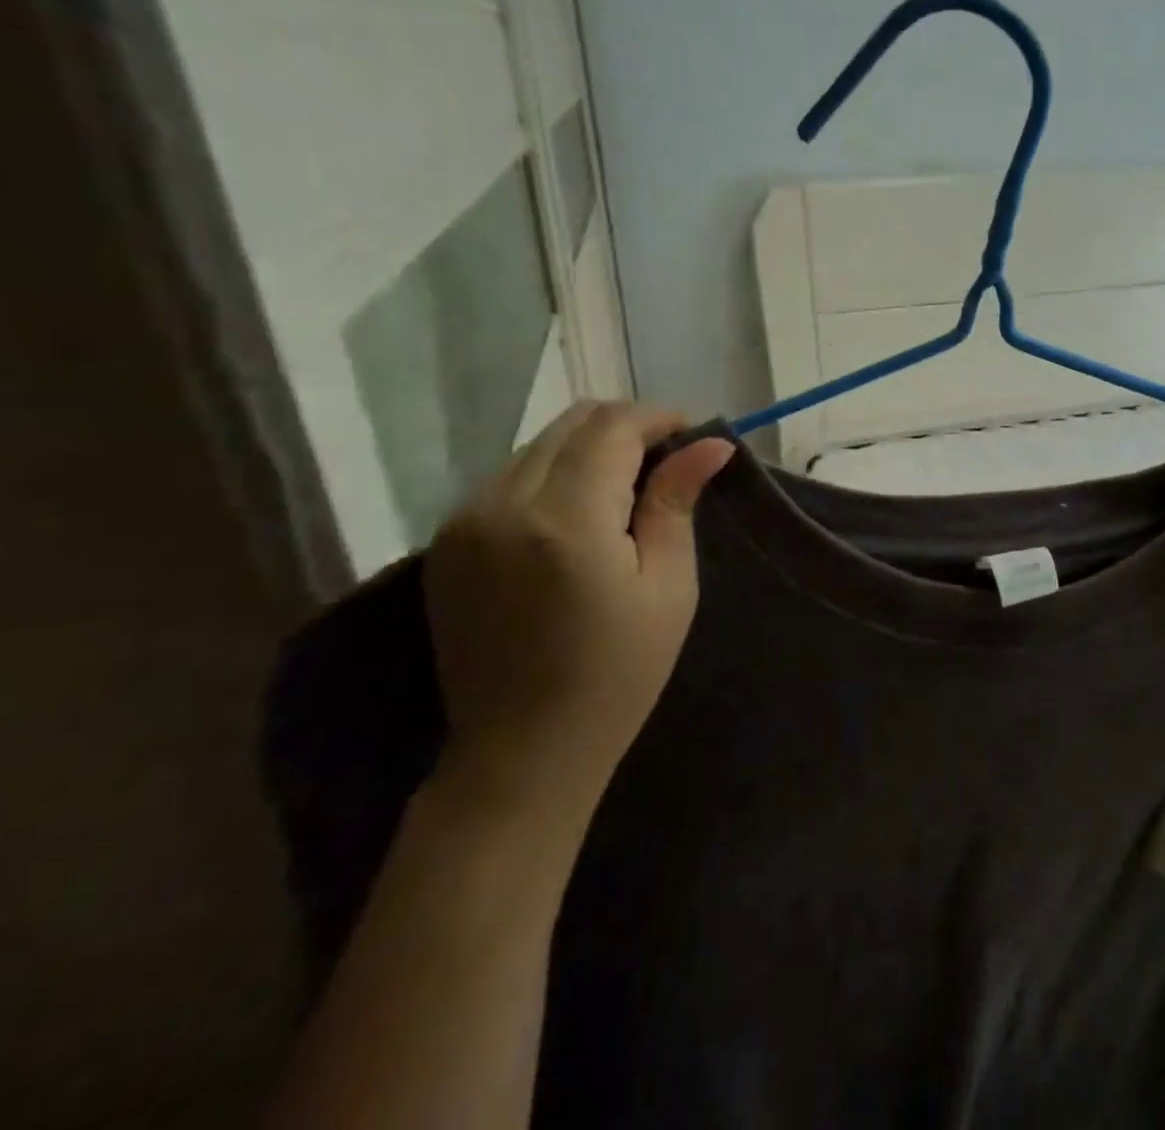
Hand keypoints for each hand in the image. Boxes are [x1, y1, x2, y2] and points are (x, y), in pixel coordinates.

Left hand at [423, 402, 734, 822]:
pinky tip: (578, 516)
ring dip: (588, 450)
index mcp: (564, 519)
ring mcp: (464, 522)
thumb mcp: (668, 587)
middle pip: (570, 423)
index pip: (612, 428)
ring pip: (538, 446)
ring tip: (625, 491)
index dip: (658, 419)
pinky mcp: (447, 541)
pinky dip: (552, 475)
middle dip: (625, 428)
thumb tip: (711, 443)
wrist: (521, 752)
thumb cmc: (617, 674)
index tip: (692, 435)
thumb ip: (676, 502)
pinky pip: (509, 477)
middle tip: (665, 463)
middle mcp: (502, 505)